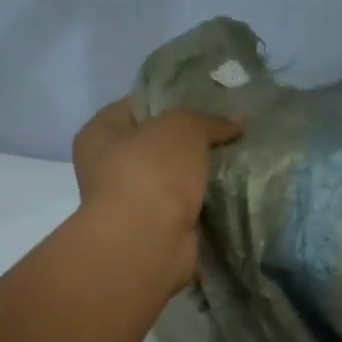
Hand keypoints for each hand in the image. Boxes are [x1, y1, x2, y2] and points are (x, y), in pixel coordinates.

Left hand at [73, 99, 241, 290]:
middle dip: (194, 139)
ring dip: (203, 173)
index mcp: (99, 134)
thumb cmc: (151, 172)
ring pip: (177, 177)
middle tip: (232, 129)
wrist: (148, 242)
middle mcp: (109, 167)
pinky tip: (237, 188)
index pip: (137, 105)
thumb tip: (237, 121)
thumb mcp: (182, 127)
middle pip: (159, 143)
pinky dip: (208, 202)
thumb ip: (210, 120)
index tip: (210, 98)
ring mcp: (133, 202)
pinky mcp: (157, 229)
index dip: (173, 98)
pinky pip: (188, 206)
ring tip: (242, 156)